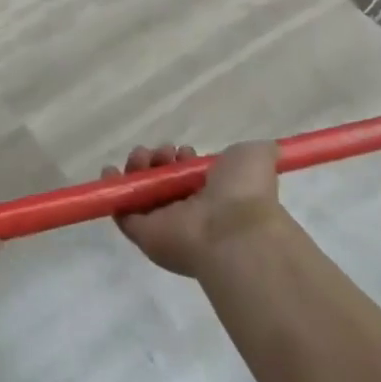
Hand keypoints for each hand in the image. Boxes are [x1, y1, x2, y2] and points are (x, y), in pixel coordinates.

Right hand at [104, 141, 283, 277]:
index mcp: (214, 197)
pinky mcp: (141, 233)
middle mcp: (188, 211)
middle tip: (162, 153)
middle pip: (161, 180)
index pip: (187, 176)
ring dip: (137, 168)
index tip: (184, 150)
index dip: (180, 158)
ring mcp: (164, 223)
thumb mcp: (256, 158)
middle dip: (157, 159)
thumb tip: (270, 149)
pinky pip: (121, 209)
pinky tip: (110, 171)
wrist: (233, 232)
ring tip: (145, 159)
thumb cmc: (244, 192)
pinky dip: (112, 190)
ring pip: (140, 191)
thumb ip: (257, 152)